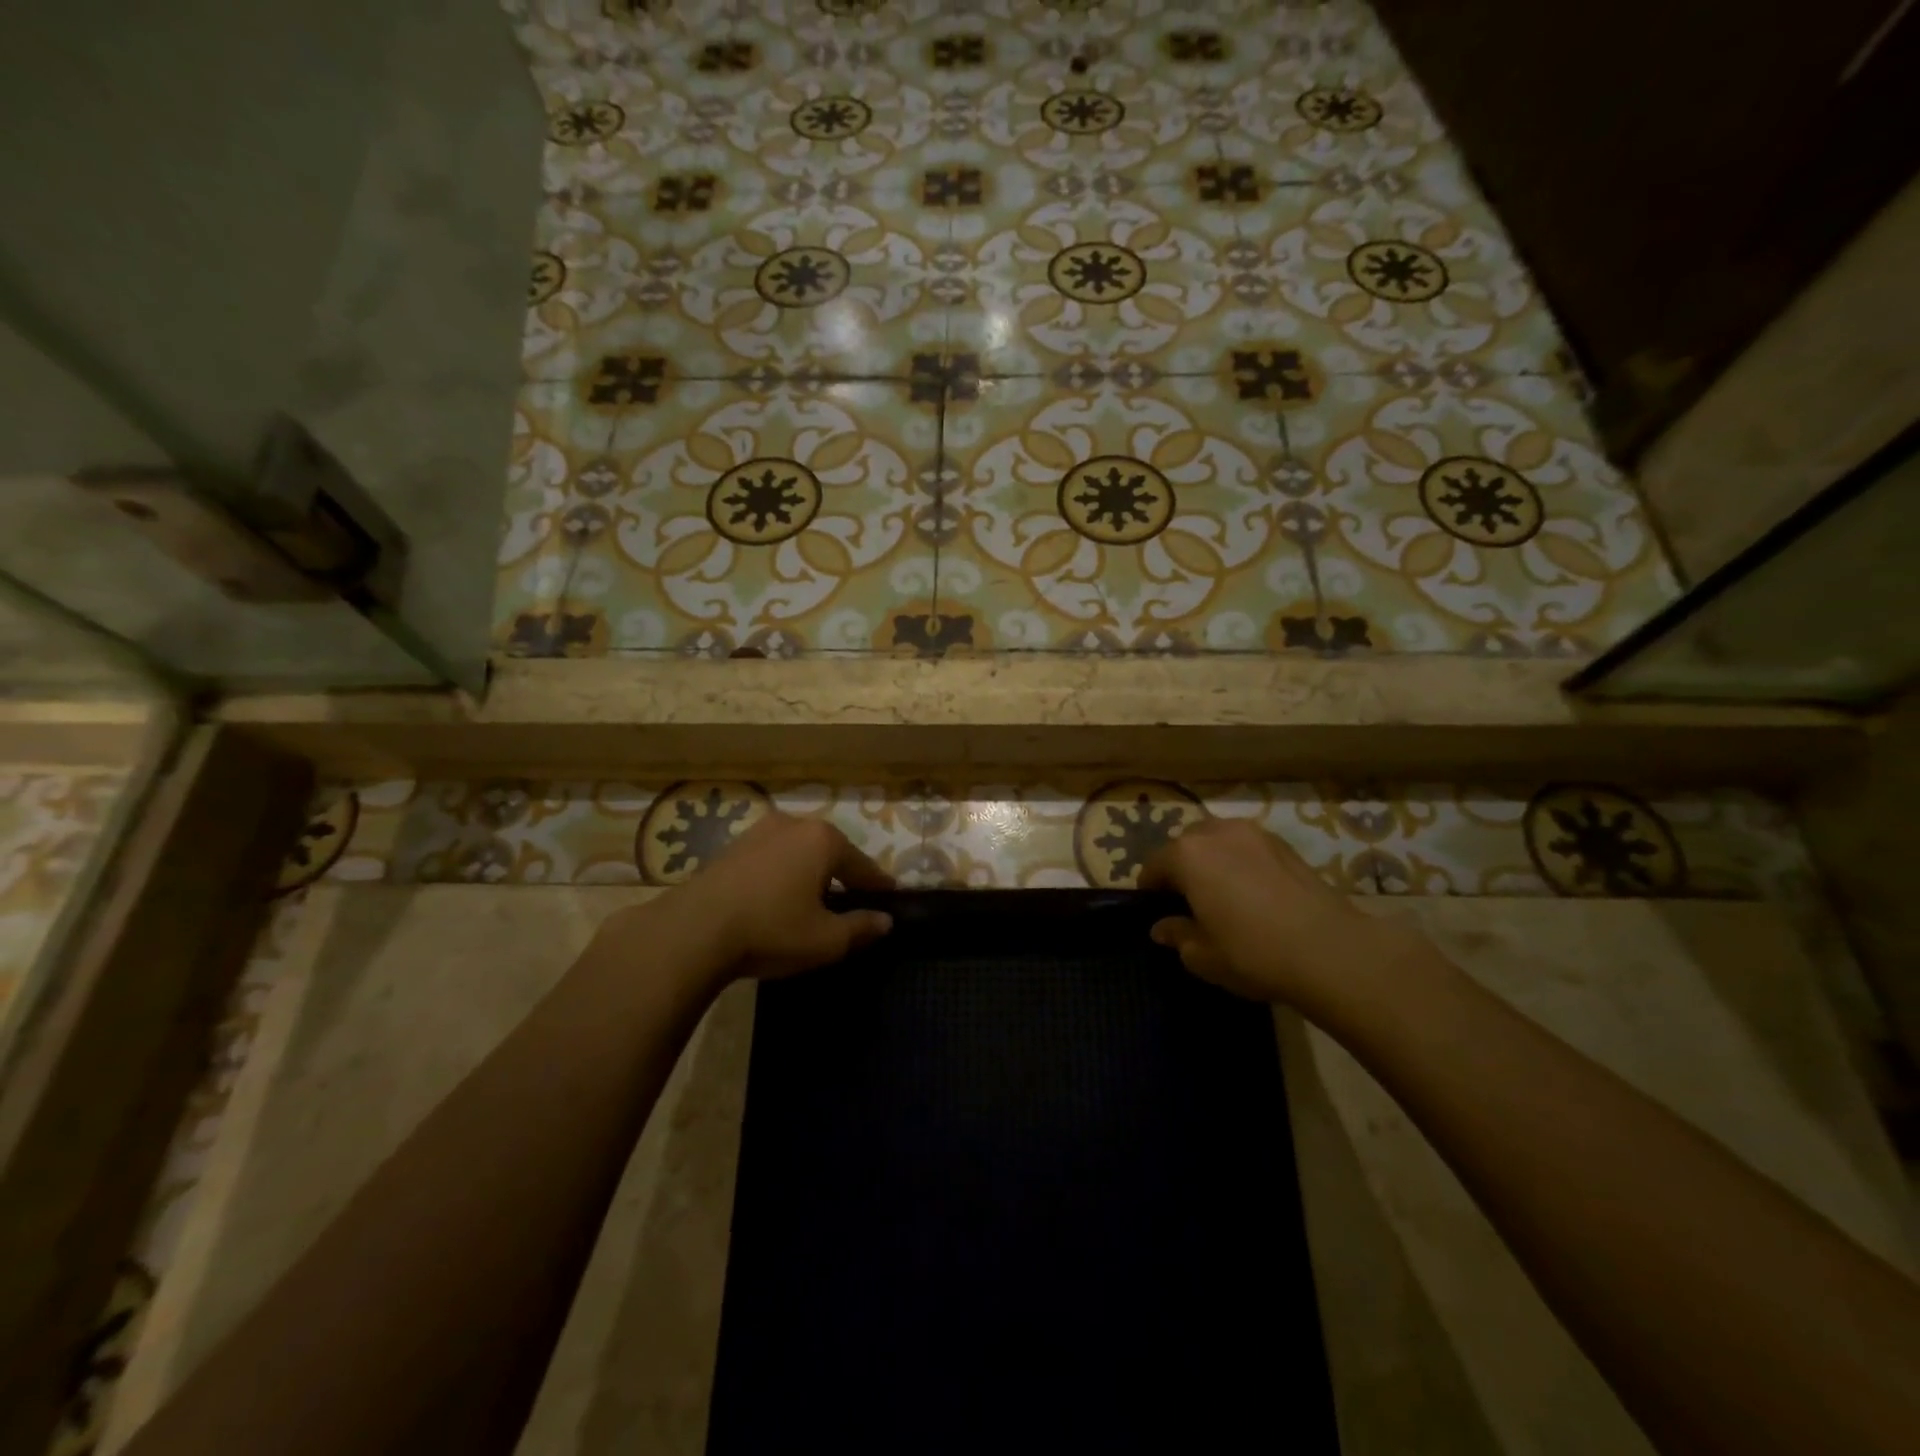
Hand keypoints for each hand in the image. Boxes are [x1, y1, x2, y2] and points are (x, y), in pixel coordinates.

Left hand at [654, 811, 894, 983]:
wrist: (693, 931)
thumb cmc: (771, 930)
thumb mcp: (825, 940)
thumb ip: (861, 927)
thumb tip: (885, 921)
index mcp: (823, 840)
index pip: (862, 865)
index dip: (877, 885)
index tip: (889, 898)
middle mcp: (793, 824)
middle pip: (830, 851)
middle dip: (842, 875)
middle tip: (852, 901)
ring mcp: (759, 831)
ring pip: (798, 852)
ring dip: (809, 872)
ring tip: (813, 900)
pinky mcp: (731, 847)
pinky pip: (771, 858)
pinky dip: (782, 874)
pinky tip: (778, 898)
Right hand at [1140, 818, 1420, 1008]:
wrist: (1330, 951)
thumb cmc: (1253, 952)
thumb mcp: (1202, 955)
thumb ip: (1177, 935)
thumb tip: (1162, 927)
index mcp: (1187, 855)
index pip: (1154, 865)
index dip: (1150, 890)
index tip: (1157, 912)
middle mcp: (1216, 833)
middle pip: (1185, 845)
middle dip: (1180, 869)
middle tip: (1189, 903)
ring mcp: (1253, 833)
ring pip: (1217, 841)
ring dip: (1211, 861)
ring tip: (1222, 894)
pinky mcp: (1284, 844)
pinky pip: (1247, 847)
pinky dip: (1240, 862)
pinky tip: (1252, 892)